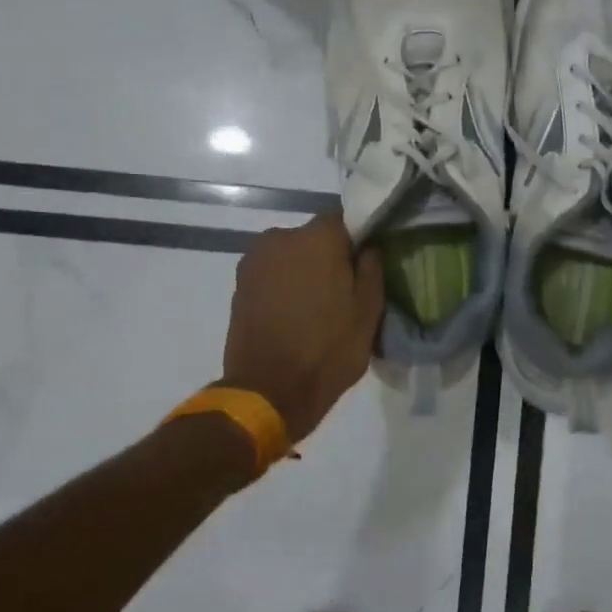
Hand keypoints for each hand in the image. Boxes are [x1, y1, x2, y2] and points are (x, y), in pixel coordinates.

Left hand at [221, 213, 384, 442]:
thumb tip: (369, 248)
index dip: (358, 240)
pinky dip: (284, 287)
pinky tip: (294, 315)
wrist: (269, 391)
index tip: (365, 265)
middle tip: (344, 291)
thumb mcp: (368, 312)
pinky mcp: (239, 285)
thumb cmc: (328, 349)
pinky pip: (272, 275)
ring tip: (317, 307)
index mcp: (318, 237)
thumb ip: (372, 270)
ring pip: (291, 257)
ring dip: (304, 272)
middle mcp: (282, 237)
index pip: (345, 220)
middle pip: (314, 238)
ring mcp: (255, 261)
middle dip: (329, 257)